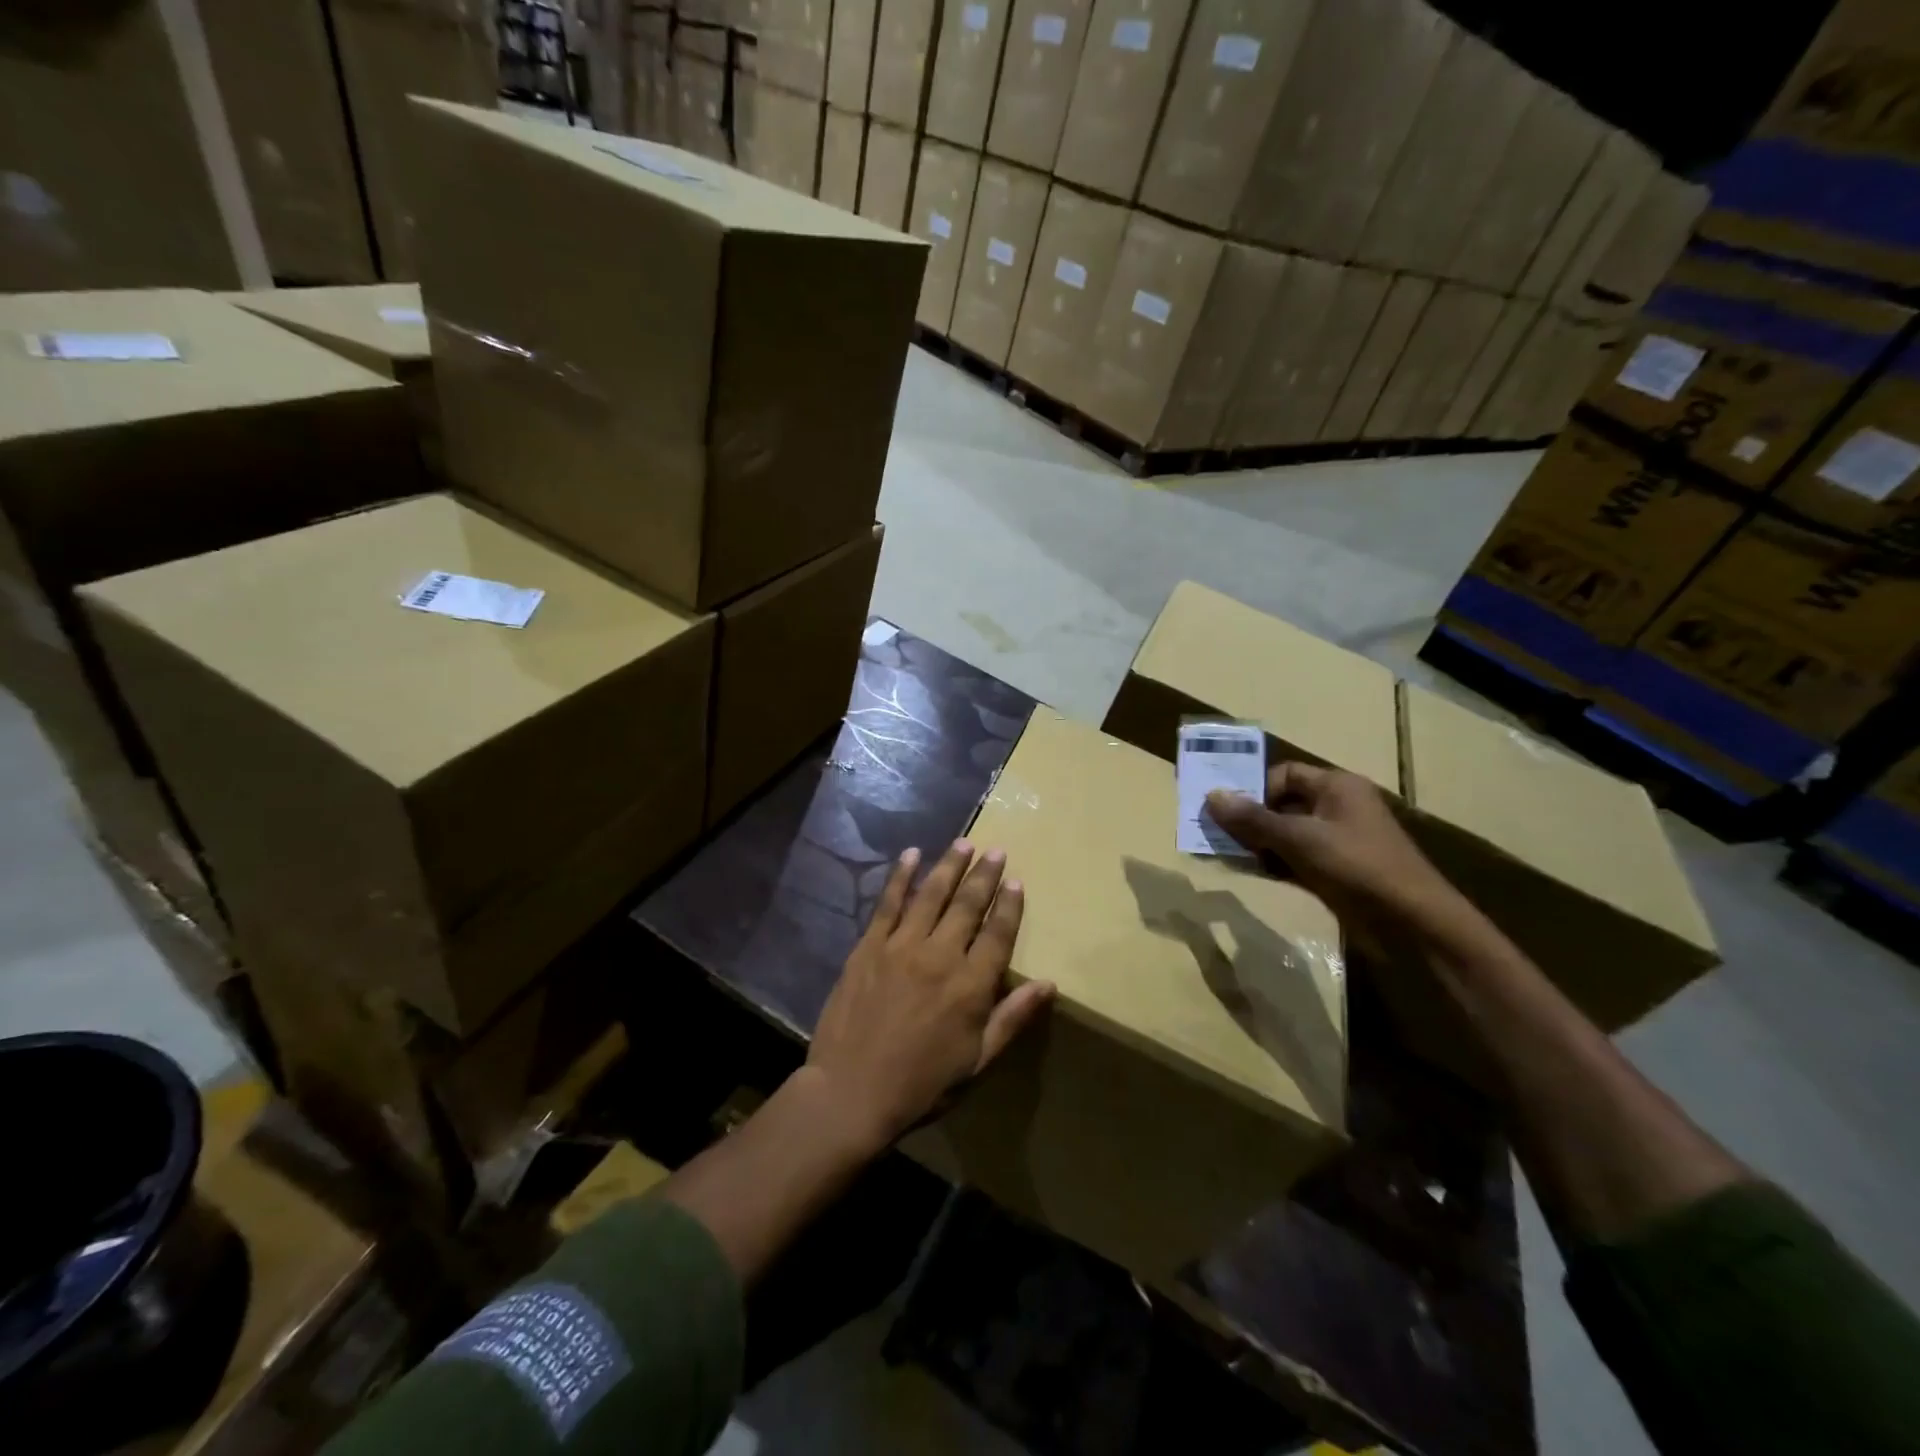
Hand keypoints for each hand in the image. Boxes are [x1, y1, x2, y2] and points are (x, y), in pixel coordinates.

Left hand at [804, 839, 1054, 1153]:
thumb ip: (1012, 1018)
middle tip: (996, 850)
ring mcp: (901, 946)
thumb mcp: (977, 1062)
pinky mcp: (869, 946)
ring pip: (931, 894)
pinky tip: (912, 854)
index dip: (1009, 905)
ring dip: (950, 866)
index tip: (1017, 880)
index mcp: (971, 986)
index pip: (998, 933)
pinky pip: (888, 902)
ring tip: (964, 844)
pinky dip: (901, 875)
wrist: (850, 1093)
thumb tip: (1049, 984)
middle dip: (984, 875)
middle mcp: (940, 955)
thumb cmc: (921, 1085)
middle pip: (968, 905)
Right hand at [1206, 764, 1464, 931]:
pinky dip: (1275, 864)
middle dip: (1251, 819)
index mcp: (1337, 786)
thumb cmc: (1358, 866)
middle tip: (1219, 836)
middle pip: (1283, 803)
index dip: (1256, 789)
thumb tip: (1211, 796)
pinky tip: (1254, 874)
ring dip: (1260, 844)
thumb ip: (1254, 819)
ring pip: (1287, 834)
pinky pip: (1296, 859)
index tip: (1230, 813)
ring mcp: (1338, 841)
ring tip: (1230, 856)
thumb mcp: (1300, 839)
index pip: (1284, 774)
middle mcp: (1338, 807)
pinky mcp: (1337, 871)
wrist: (1412, 923)